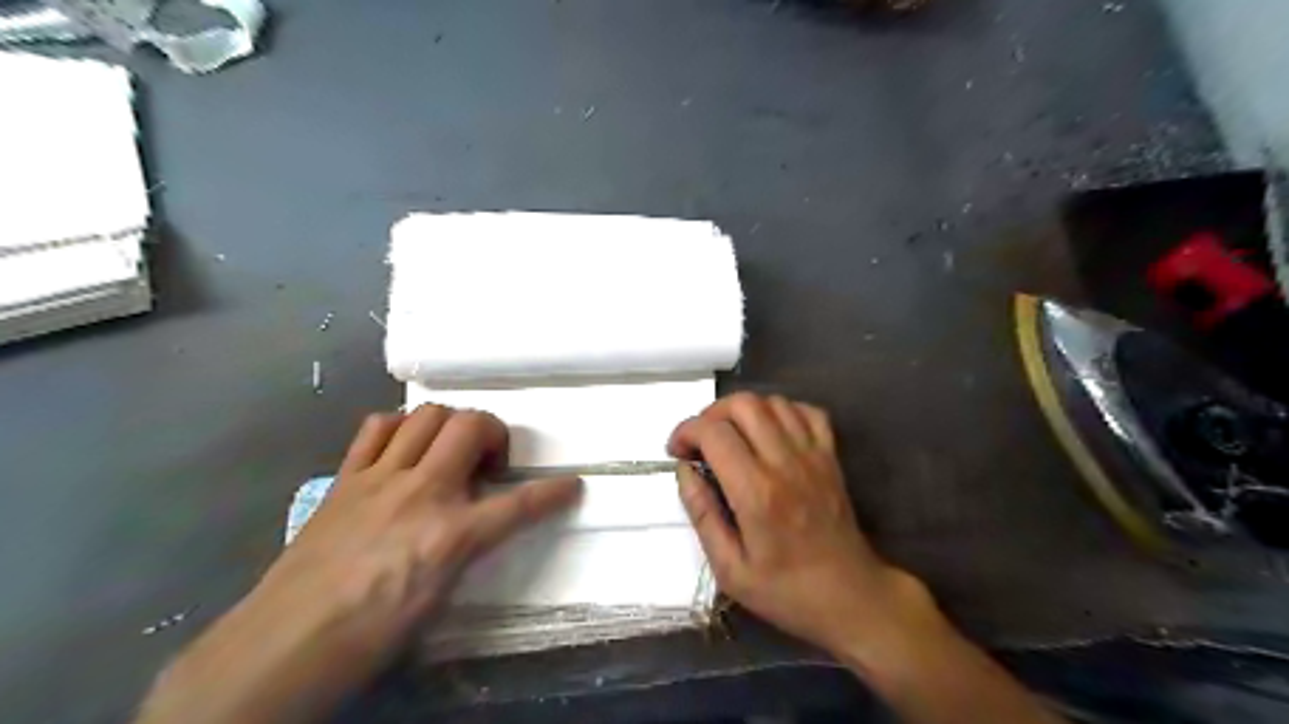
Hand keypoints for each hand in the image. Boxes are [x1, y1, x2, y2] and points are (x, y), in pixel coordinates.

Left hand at [268, 407, 583, 638]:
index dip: (553, 492)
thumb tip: (479, 524)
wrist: (285, 644)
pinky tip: (404, 448)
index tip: (571, 485)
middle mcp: (421, 492)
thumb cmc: (371, 633)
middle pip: (472, 426)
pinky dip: (400, 427)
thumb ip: (468, 549)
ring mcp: (380, 478)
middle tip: (491, 462)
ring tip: (450, 450)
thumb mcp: (439, 597)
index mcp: (451, 535)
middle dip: (495, 433)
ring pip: (428, 415)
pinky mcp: (347, 478)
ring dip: (450, 424)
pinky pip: (377, 428)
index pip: (520, 504)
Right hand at [670, 394, 933, 657]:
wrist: (851, 597)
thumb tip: (684, 470)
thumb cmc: (786, 591)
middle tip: (700, 441)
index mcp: (756, 493)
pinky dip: (782, 411)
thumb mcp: (730, 569)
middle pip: (743, 404)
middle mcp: (785, 463)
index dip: (686, 431)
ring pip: (773, 401)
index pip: (714, 433)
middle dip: (711, 414)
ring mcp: (813, 456)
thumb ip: (702, 514)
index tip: (676, 451)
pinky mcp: (831, 456)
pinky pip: (807, 412)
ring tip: (731, 436)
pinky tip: (769, 432)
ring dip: (743, 411)